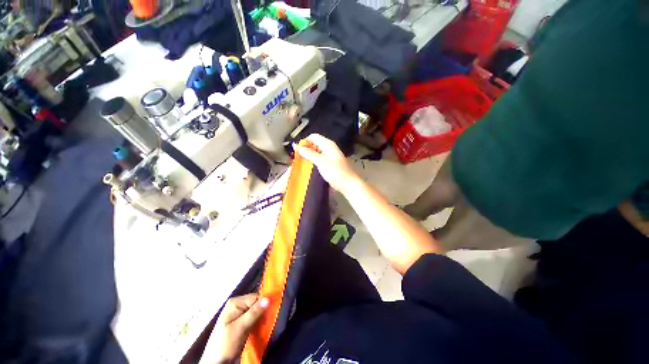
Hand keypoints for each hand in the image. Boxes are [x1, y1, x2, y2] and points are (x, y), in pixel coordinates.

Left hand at [200, 294, 268, 363]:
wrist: (216, 363)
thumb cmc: (226, 343)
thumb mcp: (240, 327)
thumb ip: (254, 312)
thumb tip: (268, 298)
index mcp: (235, 302)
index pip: (256, 297)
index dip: (264, 304)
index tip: (270, 314)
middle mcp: (237, 305)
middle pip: (256, 304)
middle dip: (263, 312)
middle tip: (266, 322)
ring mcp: (238, 314)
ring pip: (256, 312)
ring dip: (261, 319)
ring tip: (263, 327)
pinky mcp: (240, 323)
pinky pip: (253, 319)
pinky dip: (257, 323)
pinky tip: (259, 329)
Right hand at [297, 134, 360, 193]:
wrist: (348, 184)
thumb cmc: (336, 172)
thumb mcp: (321, 162)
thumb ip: (309, 154)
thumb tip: (299, 147)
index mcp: (328, 144)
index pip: (313, 137)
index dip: (305, 141)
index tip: (297, 149)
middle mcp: (329, 148)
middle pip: (315, 144)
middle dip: (306, 149)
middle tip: (298, 157)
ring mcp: (330, 156)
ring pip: (317, 152)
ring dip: (309, 156)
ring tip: (302, 162)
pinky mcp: (330, 164)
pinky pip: (320, 159)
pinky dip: (314, 161)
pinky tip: (310, 167)